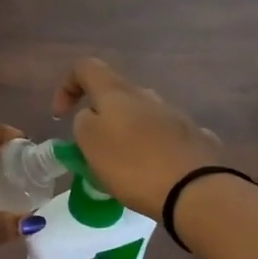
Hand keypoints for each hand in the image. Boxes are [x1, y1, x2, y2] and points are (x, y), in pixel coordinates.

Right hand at [52, 58, 223, 219]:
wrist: (196, 190)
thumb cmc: (133, 165)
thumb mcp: (90, 143)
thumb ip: (83, 122)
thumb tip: (92, 116)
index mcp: (117, 93)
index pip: (85, 68)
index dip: (67, 86)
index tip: (61, 116)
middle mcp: (148, 96)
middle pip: (116, 95)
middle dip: (100, 118)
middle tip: (93, 151)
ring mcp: (176, 115)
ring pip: (141, 117)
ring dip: (127, 135)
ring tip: (123, 169)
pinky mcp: (195, 138)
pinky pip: (164, 138)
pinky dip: (152, 150)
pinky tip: (154, 173)